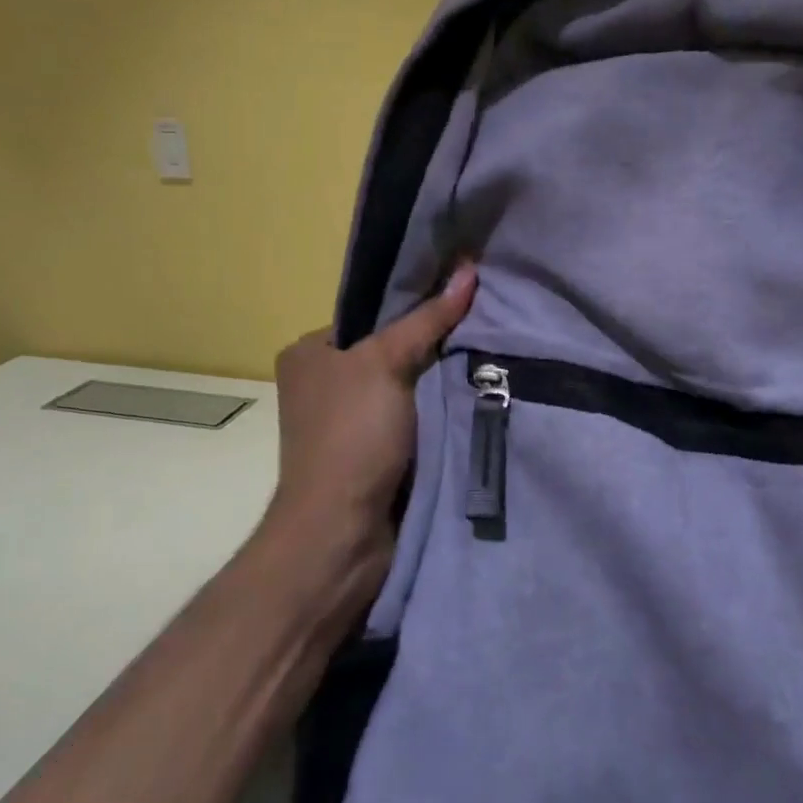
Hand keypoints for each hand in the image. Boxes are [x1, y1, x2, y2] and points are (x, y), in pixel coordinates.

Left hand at [261, 264, 477, 599]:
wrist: (343, 533)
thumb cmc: (352, 436)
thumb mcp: (386, 364)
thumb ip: (427, 320)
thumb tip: (468, 270)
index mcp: (310, 353)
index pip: (372, 313)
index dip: (417, 303)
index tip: (464, 294)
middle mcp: (325, 384)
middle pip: (393, 349)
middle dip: (436, 344)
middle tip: (486, 325)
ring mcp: (351, 423)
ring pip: (410, 387)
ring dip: (444, 381)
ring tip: (492, 356)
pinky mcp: (376, 455)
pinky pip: (417, 420)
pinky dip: (441, 413)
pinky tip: (478, 396)